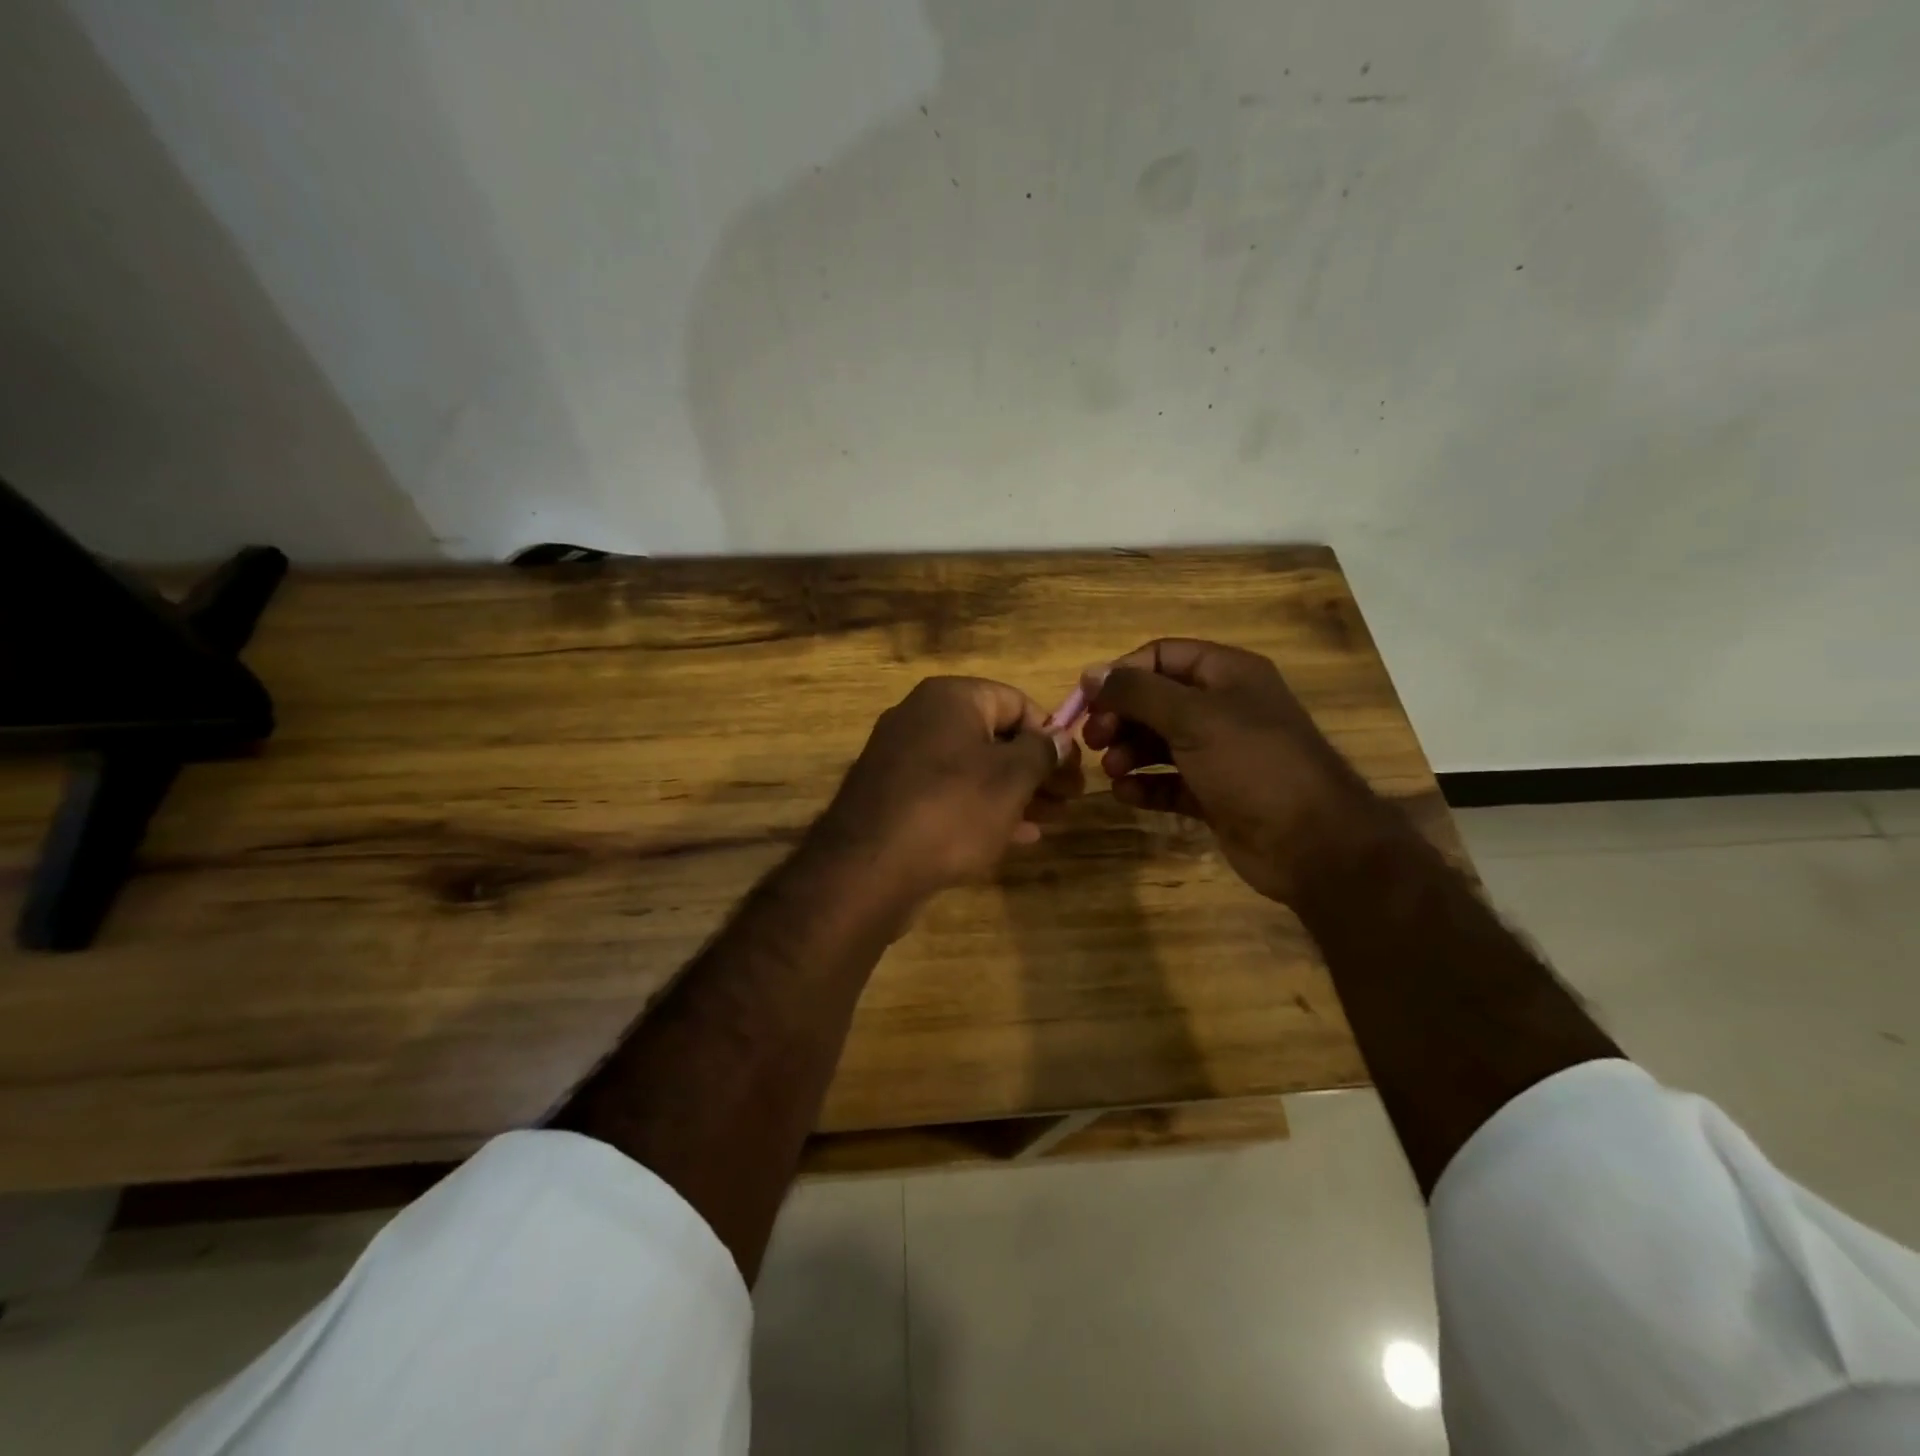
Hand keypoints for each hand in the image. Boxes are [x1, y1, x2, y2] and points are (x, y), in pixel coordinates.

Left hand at [814, 677, 1083, 901]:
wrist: (869, 868)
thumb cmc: (952, 809)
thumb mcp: (1011, 778)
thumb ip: (1042, 752)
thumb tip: (1060, 738)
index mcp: (949, 699)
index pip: (1016, 701)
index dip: (1051, 733)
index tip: (1074, 768)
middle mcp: (920, 718)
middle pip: (994, 737)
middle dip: (1036, 769)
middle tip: (1069, 799)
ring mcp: (902, 759)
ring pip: (972, 769)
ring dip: (1015, 793)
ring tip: (1050, 820)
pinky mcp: (893, 797)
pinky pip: (948, 794)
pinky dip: (982, 809)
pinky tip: (1016, 837)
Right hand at [1081, 639, 1389, 903]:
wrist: (1311, 843)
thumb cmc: (1252, 765)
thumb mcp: (1192, 717)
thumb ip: (1138, 692)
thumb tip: (1091, 673)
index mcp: (1228, 674)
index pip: (1162, 656)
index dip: (1122, 673)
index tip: (1087, 700)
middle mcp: (1224, 708)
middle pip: (1157, 700)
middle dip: (1121, 716)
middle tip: (1093, 739)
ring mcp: (1221, 754)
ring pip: (1160, 742)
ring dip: (1129, 751)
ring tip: (1111, 769)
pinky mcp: (1215, 794)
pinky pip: (1170, 781)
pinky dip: (1146, 785)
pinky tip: (1126, 794)